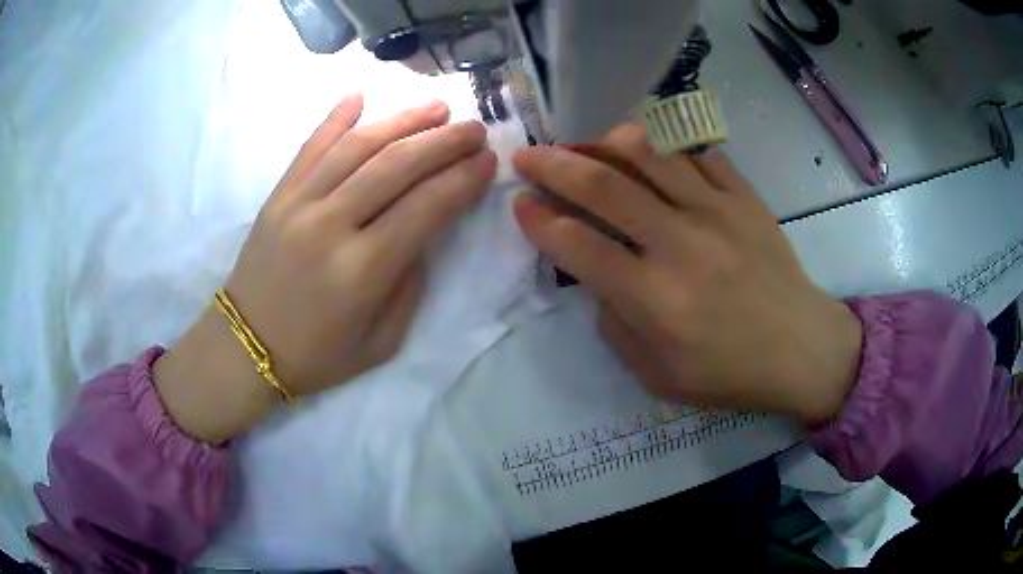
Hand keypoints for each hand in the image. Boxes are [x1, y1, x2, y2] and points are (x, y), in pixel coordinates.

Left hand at [155, 95, 497, 443]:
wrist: (245, 347)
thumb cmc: (316, 355)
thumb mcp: (381, 342)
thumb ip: (409, 284)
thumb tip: (424, 232)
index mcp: (362, 271)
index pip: (426, 208)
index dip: (462, 180)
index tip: (488, 162)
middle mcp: (331, 226)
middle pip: (397, 165)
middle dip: (444, 141)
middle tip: (474, 128)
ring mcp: (299, 204)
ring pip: (358, 146)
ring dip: (402, 120)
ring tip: (436, 107)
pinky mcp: (277, 196)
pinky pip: (310, 146)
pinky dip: (336, 117)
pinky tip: (360, 95)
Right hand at [512, 123, 861, 423]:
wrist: (800, 348)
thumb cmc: (728, 372)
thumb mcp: (657, 374)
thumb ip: (615, 324)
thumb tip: (595, 275)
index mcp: (656, 299)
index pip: (579, 245)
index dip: (540, 221)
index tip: (521, 204)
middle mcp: (681, 244)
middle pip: (604, 185)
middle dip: (553, 165)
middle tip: (528, 156)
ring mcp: (717, 212)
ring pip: (649, 154)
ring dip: (604, 143)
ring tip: (583, 145)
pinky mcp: (744, 197)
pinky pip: (696, 153)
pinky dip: (663, 146)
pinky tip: (647, 150)